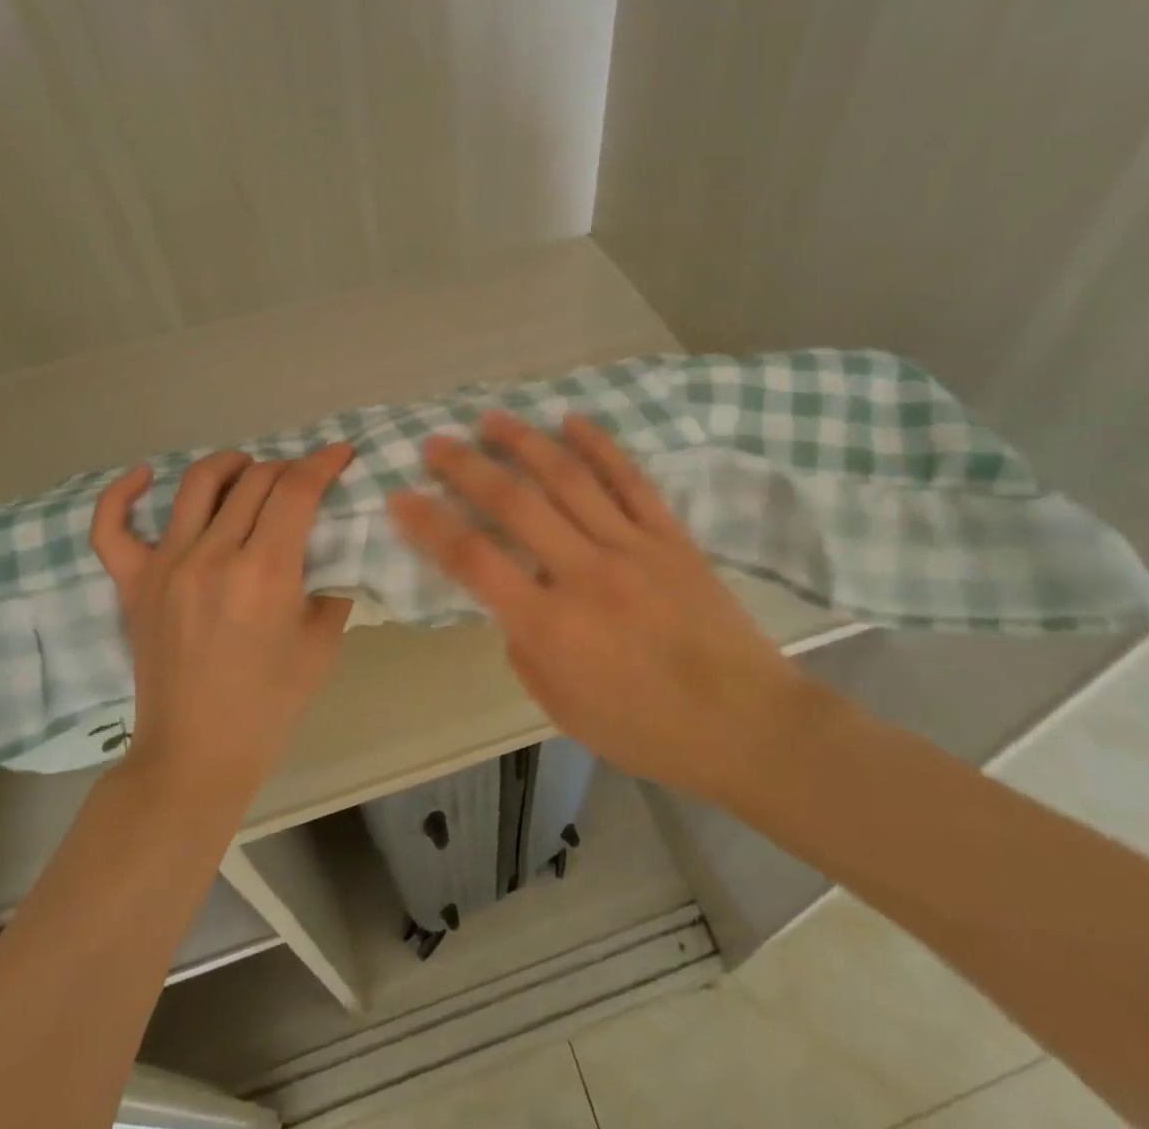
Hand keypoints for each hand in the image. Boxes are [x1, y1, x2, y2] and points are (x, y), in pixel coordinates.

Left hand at [89, 444, 355, 801]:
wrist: (196, 755)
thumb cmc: (270, 705)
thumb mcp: (322, 642)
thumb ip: (331, 582)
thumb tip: (329, 543)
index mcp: (265, 572)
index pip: (297, 489)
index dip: (324, 461)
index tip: (341, 453)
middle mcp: (212, 556)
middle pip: (255, 479)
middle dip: (289, 467)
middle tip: (305, 480)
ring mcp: (165, 566)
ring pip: (198, 484)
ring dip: (232, 465)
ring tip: (249, 471)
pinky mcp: (132, 583)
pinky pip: (112, 526)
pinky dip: (124, 492)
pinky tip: (144, 475)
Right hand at [390, 412, 798, 800]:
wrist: (747, 726)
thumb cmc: (648, 731)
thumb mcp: (563, 708)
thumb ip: (525, 648)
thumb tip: (515, 601)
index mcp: (551, 625)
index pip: (473, 559)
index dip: (430, 524)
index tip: (401, 497)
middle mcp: (585, 573)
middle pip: (514, 503)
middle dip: (467, 467)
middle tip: (436, 442)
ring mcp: (632, 547)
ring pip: (568, 478)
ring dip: (525, 443)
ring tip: (493, 418)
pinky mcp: (670, 537)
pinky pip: (630, 480)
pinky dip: (599, 446)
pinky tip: (572, 420)